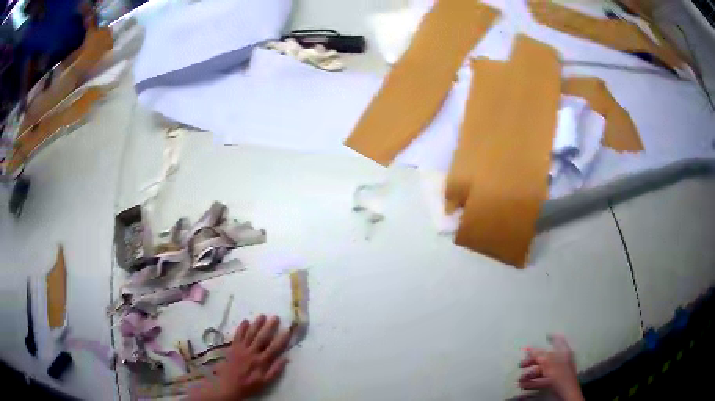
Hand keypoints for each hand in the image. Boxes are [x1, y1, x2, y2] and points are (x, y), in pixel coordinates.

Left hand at [189, 315, 293, 400]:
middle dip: (269, 327)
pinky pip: (237, 335)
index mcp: (261, 361)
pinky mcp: (233, 348)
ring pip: (250, 334)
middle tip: (275, 317)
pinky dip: (241, 327)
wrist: (229, 385)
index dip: (282, 338)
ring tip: (262, 315)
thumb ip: (275, 370)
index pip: (274, 347)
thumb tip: (285, 359)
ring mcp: (241, 349)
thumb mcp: (265, 382)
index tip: (288, 329)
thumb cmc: (249, 385)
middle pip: (262, 337)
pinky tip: (245, 321)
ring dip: (256, 324)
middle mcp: (252, 352)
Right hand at [518, 334, 583, 400]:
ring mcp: (556, 372)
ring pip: (541, 370)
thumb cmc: (560, 375)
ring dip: (529, 374)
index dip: (552, 337)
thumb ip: (539, 354)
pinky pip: (540, 380)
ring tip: (520, 379)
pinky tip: (523, 385)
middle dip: (532, 361)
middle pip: (545, 357)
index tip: (545, 336)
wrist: (566, 393)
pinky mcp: (552, 382)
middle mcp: (560, 360)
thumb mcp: (549, 363)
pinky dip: (532, 382)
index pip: (559, 340)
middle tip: (521, 364)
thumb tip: (530, 349)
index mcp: (563, 352)